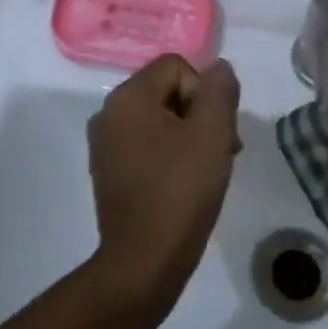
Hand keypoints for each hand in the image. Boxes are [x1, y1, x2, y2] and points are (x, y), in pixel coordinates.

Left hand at [86, 55, 240, 325]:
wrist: (143, 262)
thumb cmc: (180, 192)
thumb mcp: (212, 134)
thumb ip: (219, 91)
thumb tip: (219, 67)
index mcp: (128, 96)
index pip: (176, 66)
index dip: (204, 93)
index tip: (217, 131)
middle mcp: (109, 112)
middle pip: (166, 91)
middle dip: (199, 115)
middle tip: (222, 152)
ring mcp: (105, 143)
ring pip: (158, 119)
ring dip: (188, 136)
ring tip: (207, 171)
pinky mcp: (108, 170)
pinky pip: (145, 144)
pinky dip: (169, 155)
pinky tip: (184, 185)